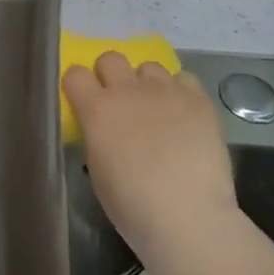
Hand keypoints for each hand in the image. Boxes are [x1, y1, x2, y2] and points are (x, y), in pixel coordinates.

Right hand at [63, 53, 238, 259]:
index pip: (75, 73)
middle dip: (111, 75)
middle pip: (111, 57)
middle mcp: (128, 90)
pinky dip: (180, 92)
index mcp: (96, 109)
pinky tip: (183, 114)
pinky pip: (184, 79)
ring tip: (157, 109)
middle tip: (120, 102)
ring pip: (149, 66)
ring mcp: (165, 91)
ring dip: (147, 84)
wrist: (187, 217)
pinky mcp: (198, 100)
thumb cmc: (132, 205)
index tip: (83, 101)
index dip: (78, 86)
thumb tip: (103, 127)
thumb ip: (96, 135)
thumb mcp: (97, 169)